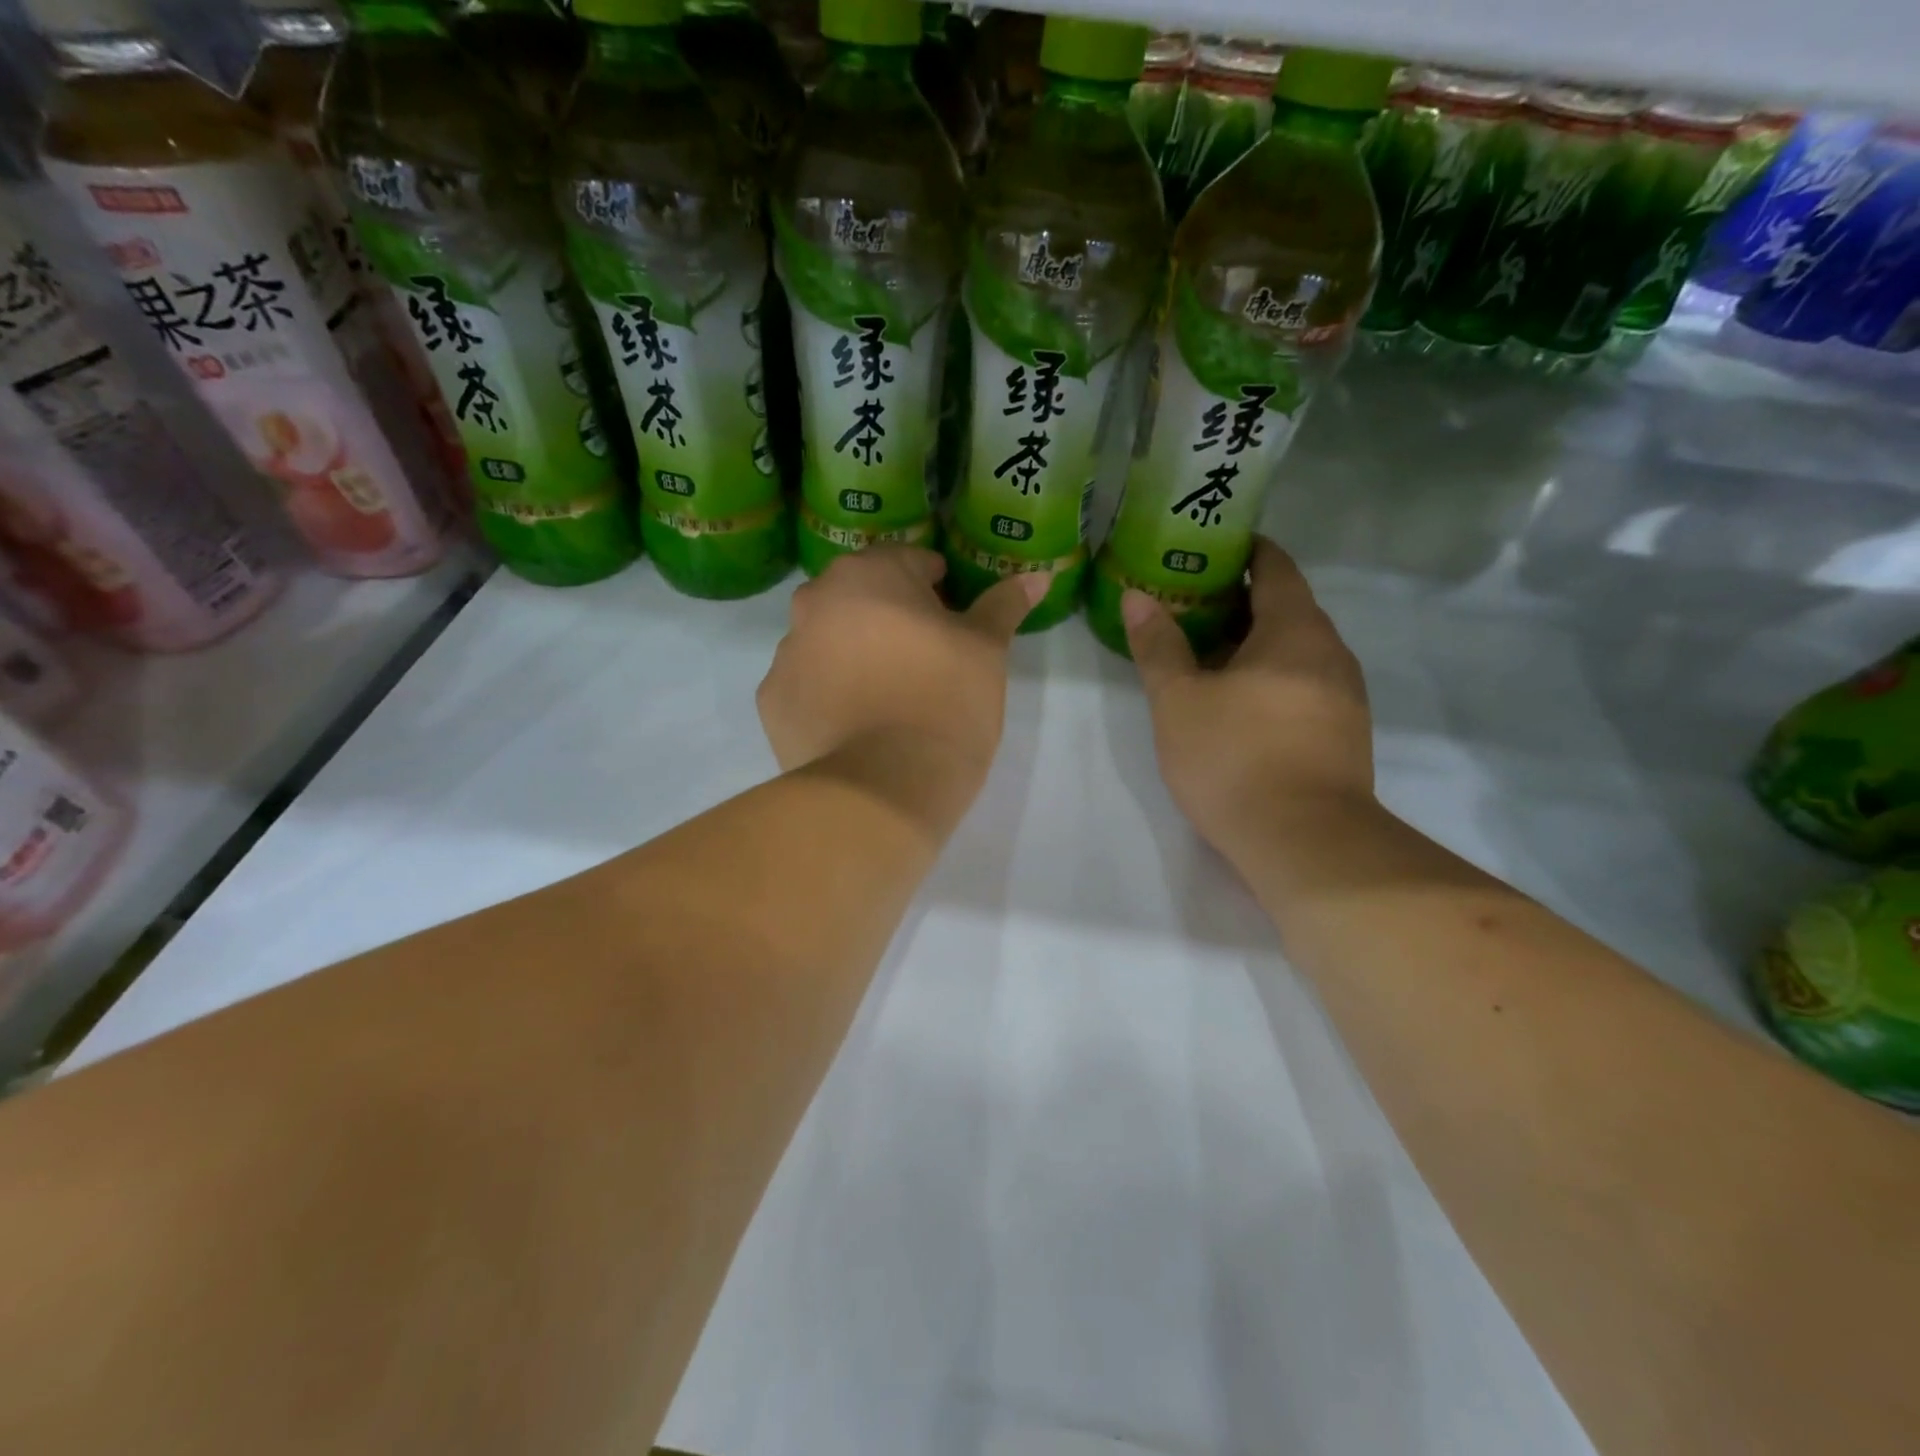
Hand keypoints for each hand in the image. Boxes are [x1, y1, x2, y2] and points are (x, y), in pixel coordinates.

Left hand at [758, 548, 1047, 827]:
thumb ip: (1004, 605)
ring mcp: (785, 652)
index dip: (938, 589)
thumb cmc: (945, 703)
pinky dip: (829, 693)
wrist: (884, 788)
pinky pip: (808, 683)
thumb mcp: (986, 651)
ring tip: (889, 698)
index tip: (954, 622)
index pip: (910, 562)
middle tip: (925, 660)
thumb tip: (1036, 576)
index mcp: (868, 574)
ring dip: (855, 653)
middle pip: (862, 597)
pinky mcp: (771, 702)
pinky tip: (856, 723)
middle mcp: (814, 601)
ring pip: (830, 639)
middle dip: (892, 617)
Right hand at [1123, 537, 1373, 857]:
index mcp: (1295, 630)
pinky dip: (1271, 678)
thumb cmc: (1235, 758)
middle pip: (1286, 608)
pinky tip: (1238, 703)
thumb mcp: (1179, 700)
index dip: (1245, 551)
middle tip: (1188, 605)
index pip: (1275, 567)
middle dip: (1240, 601)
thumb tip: (1138, 597)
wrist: (1305, 843)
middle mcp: (1331, 652)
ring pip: (1296, 651)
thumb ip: (1159, 646)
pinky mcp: (1344, 733)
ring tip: (1206, 654)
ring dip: (1255, 644)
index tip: (1208, 549)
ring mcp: (1344, 695)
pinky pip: (1304, 684)